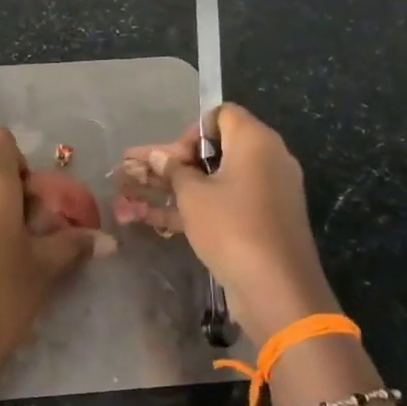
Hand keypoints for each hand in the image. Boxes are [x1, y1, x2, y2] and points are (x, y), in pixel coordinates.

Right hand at [119, 106, 397, 405]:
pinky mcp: (261, 222)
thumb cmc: (233, 228)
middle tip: (136, 172)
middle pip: (214, 150)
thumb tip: (158, 155)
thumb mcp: (193, 196)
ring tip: (129, 196)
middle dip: (172, 162)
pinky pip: (223, 204)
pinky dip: (192, 208)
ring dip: (174, 188)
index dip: (191, 132)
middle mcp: (266, 160)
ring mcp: (265, 193)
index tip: (172, 158)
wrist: (277, 289)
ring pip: (213, 181)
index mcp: (256, 142)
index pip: (221, 115)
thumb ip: (173, 170)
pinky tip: (149, 219)